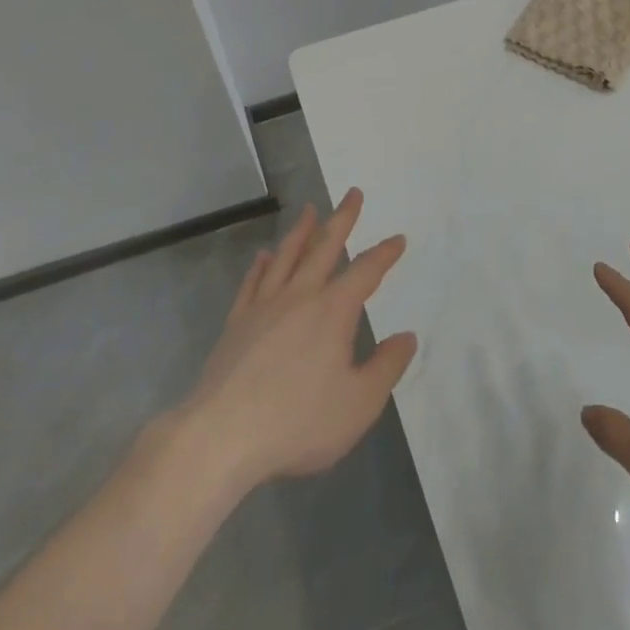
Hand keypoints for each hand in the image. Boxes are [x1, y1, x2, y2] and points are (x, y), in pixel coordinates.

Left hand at [176, 189, 416, 495]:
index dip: (384, 253)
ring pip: (286, 257)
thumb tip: (407, 337)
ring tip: (309, 210)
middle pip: (324, 248)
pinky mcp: (236, 324)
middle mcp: (299, 297)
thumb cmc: (298, 422)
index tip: (398, 239)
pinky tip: (264, 256)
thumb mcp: (359, 403)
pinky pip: (252, 282)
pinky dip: (260, 265)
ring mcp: (263, 307)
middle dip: (342, 219)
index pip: (366, 271)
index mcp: (333, 311)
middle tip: (352, 193)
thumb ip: (387, 367)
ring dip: (301, 231)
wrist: (222, 435)